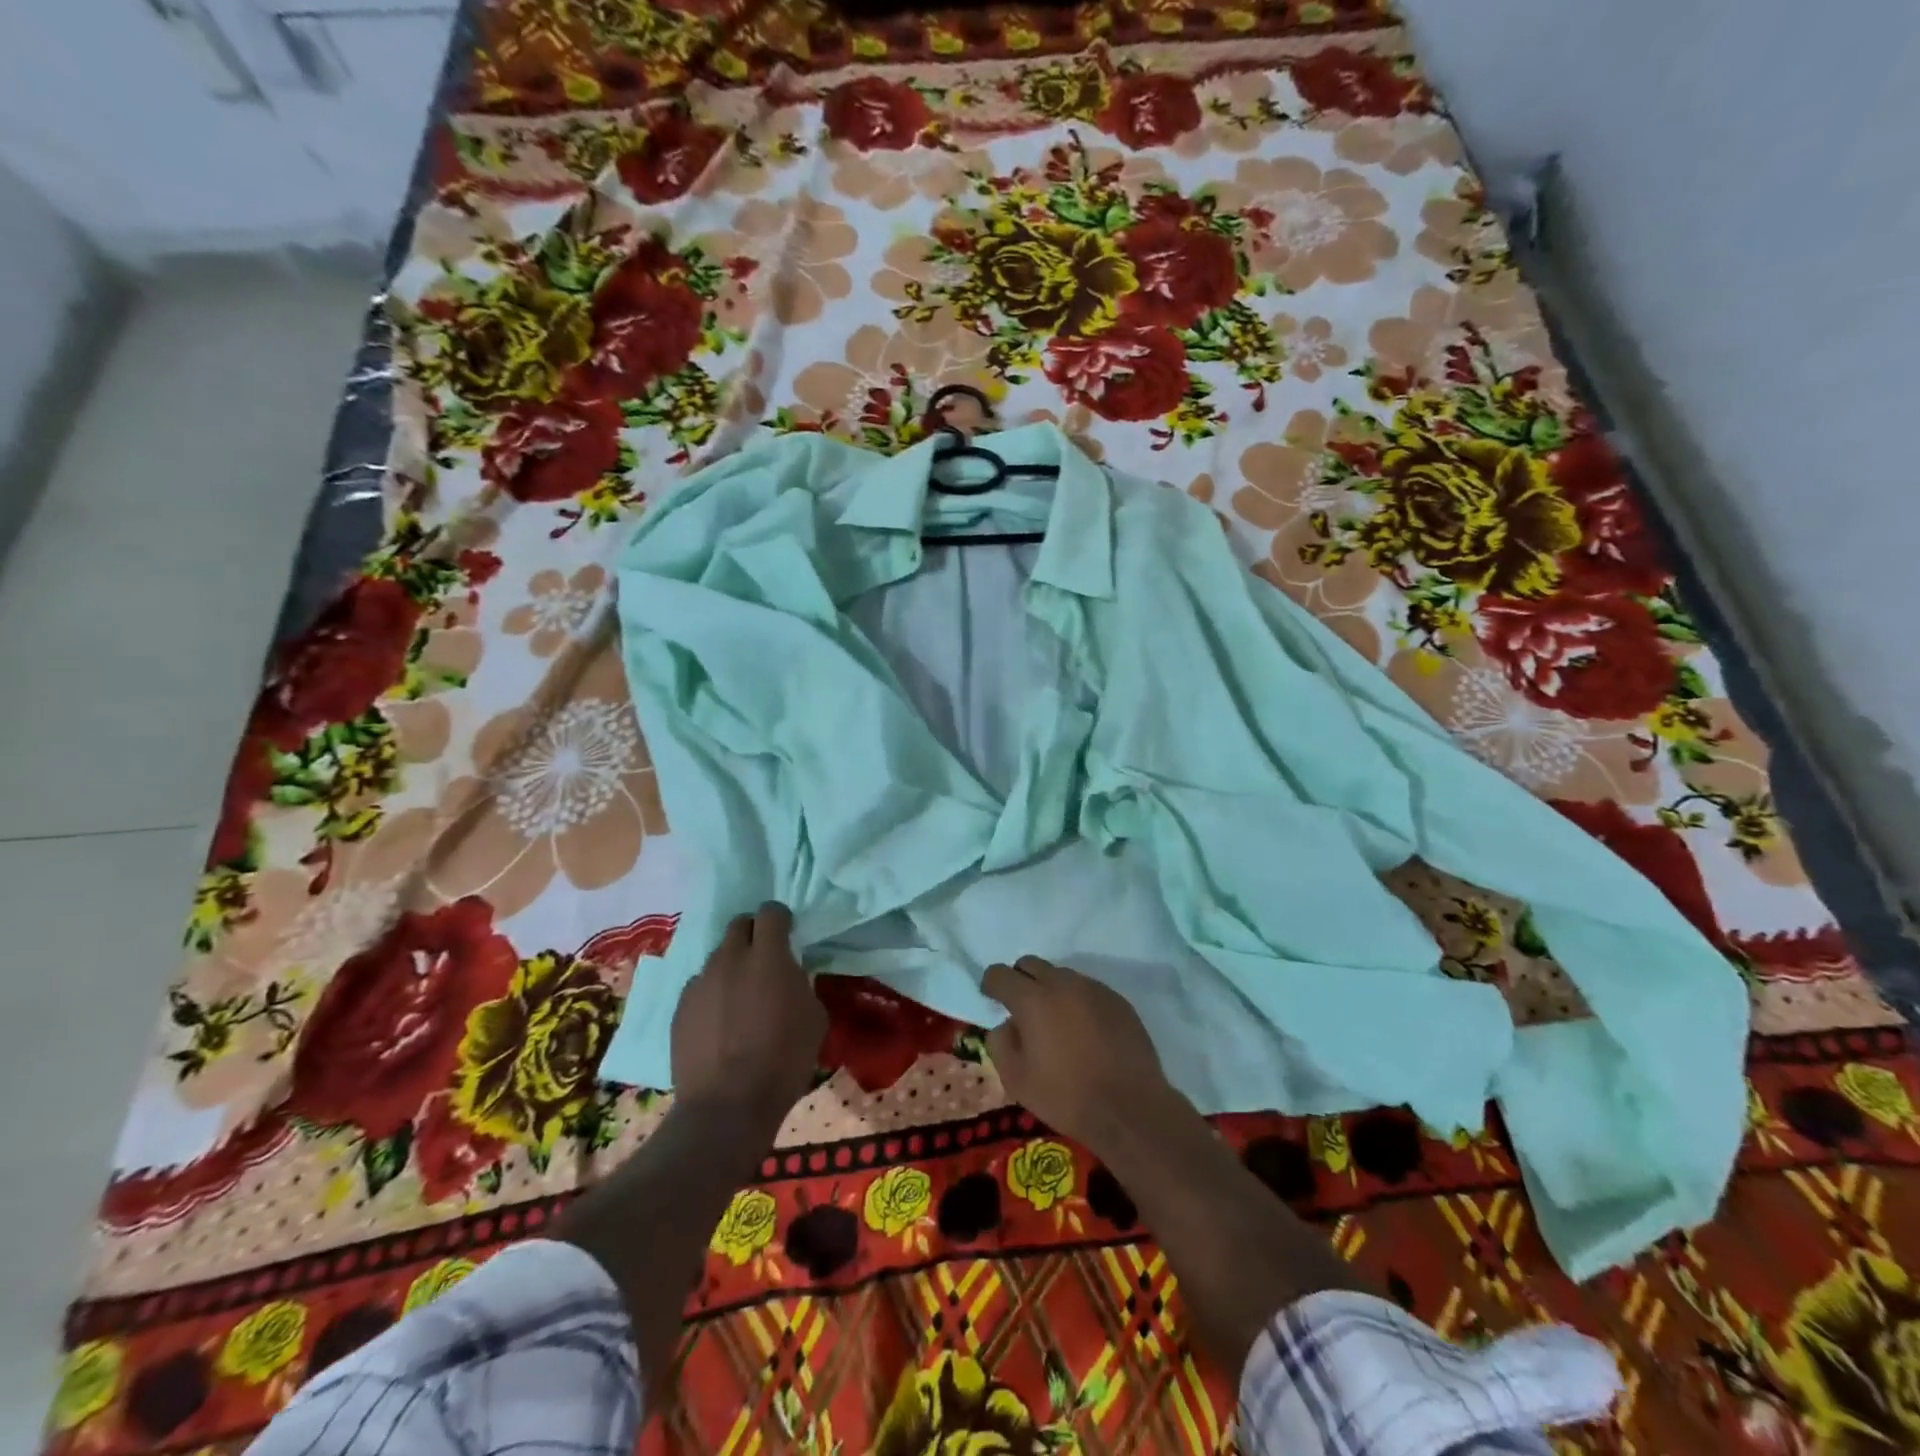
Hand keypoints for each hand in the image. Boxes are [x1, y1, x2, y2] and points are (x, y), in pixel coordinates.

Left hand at [671, 902, 825, 1118]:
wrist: (728, 1106)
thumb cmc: (783, 1060)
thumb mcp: (814, 1017)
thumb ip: (800, 984)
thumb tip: (789, 977)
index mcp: (768, 956)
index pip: (771, 912)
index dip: (780, 919)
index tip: (788, 934)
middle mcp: (730, 959)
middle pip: (738, 925)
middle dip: (753, 934)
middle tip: (764, 960)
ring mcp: (700, 982)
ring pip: (717, 957)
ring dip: (732, 966)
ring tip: (740, 997)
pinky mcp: (680, 1008)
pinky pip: (699, 987)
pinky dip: (712, 994)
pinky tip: (720, 1022)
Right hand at [982, 956, 1175, 1151]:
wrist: (1130, 1108)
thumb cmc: (1066, 1096)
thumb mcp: (1016, 1079)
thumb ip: (1000, 1042)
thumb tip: (1006, 1023)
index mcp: (1032, 998)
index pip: (1000, 974)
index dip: (991, 985)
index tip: (991, 1000)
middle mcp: (1062, 983)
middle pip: (1031, 964)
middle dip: (1020, 980)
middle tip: (1022, 1010)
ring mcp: (1093, 989)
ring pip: (1061, 976)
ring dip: (1051, 991)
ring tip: (1056, 1024)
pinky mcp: (1117, 1000)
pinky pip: (1088, 990)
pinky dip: (1078, 1002)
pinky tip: (1084, 1032)